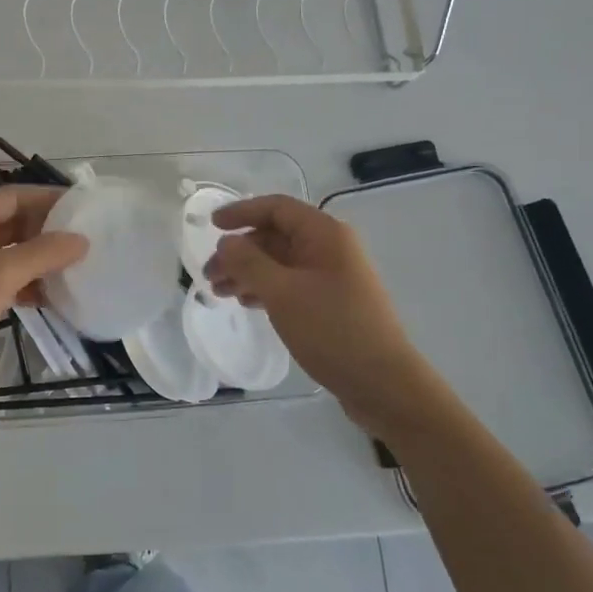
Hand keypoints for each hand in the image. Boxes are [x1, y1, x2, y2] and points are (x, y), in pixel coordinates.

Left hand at [0, 187, 88, 406]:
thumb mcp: (0, 274)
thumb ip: (44, 253)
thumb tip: (81, 239)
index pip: (17, 196)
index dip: (52, 201)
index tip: (88, 210)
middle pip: (14, 222)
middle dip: (49, 233)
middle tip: (88, 244)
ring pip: (9, 252)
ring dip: (39, 261)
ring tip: (77, 271)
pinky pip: (1, 278)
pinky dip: (24, 284)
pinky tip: (50, 298)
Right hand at [205, 194, 434, 436]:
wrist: (382, 383)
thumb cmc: (332, 330)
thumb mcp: (282, 293)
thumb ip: (249, 262)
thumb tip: (226, 242)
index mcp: (324, 234)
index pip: (276, 208)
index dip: (241, 212)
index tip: (211, 226)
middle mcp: (330, 248)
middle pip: (275, 235)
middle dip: (240, 251)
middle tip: (209, 275)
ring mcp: (332, 275)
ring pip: (279, 261)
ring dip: (248, 272)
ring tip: (220, 292)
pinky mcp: (330, 301)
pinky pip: (290, 282)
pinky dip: (265, 288)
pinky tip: (246, 302)